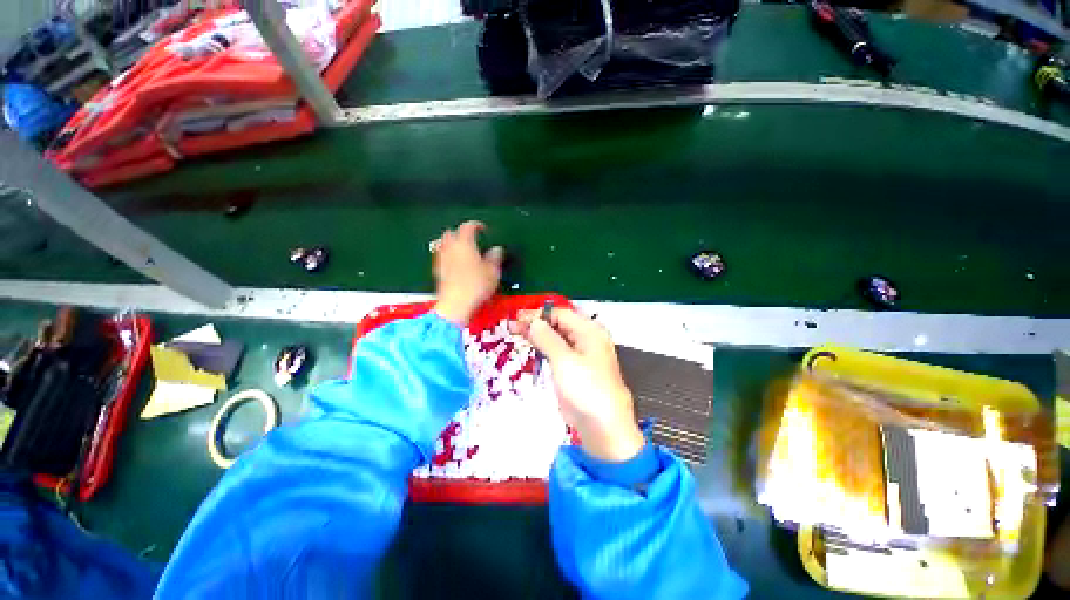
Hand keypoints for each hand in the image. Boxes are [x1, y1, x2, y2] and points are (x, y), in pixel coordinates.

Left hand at [431, 221, 503, 325]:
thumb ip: (495, 257)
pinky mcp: (438, 272)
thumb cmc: (475, 287)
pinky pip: (442, 257)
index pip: (468, 227)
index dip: (476, 225)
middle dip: (460, 232)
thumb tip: (497, 250)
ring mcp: (442, 260)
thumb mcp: (493, 272)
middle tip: (471, 237)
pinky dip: (449, 257)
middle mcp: (450, 249)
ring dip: (453, 244)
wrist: (456, 304)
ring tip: (464, 251)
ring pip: (444, 244)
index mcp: (465, 244)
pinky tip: (457, 265)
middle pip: (451, 232)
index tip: (482, 228)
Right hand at [510, 309, 643, 462]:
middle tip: (512, 327)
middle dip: (536, 324)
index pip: (560, 314)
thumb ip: (546, 337)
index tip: (517, 319)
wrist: (603, 426)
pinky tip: (531, 349)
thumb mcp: (564, 360)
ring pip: (557, 338)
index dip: (538, 315)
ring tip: (517, 334)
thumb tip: (532, 321)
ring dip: (538, 336)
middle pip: (559, 324)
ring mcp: (582, 354)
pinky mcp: (575, 369)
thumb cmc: (586, 389)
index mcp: (589, 331)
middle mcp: (587, 338)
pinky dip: (544, 349)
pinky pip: (558, 353)